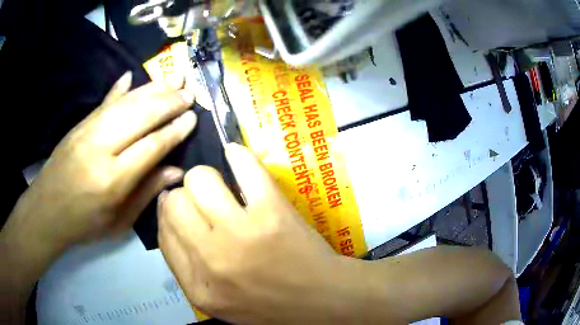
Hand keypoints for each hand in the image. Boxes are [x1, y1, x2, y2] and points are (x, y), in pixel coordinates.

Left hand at [4, 71, 196, 255]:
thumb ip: (146, 193)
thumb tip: (176, 172)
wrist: (46, 211)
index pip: (151, 146)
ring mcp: (87, 131)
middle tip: (190, 93)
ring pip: (125, 103)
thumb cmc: (84, 224)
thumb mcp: (119, 222)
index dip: (174, 130)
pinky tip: (132, 76)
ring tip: (173, 80)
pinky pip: (104, 102)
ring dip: (151, 89)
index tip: (193, 117)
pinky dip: (120, 89)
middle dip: (168, 102)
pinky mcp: (79, 125)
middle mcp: (100, 149)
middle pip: (140, 116)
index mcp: (112, 180)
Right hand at [158, 144, 357, 323]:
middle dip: (185, 195)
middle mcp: (211, 259)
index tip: (181, 206)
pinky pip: (244, 167)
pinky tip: (236, 156)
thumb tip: (167, 208)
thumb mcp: (215, 300)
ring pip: (200, 179)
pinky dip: (238, 156)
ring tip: (220, 186)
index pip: (163, 231)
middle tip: (203, 200)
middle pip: (176, 202)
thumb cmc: (268, 303)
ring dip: (206, 177)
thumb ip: (183, 264)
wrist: (319, 298)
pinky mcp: (272, 212)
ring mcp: (242, 233)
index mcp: (197, 287)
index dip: (169, 213)